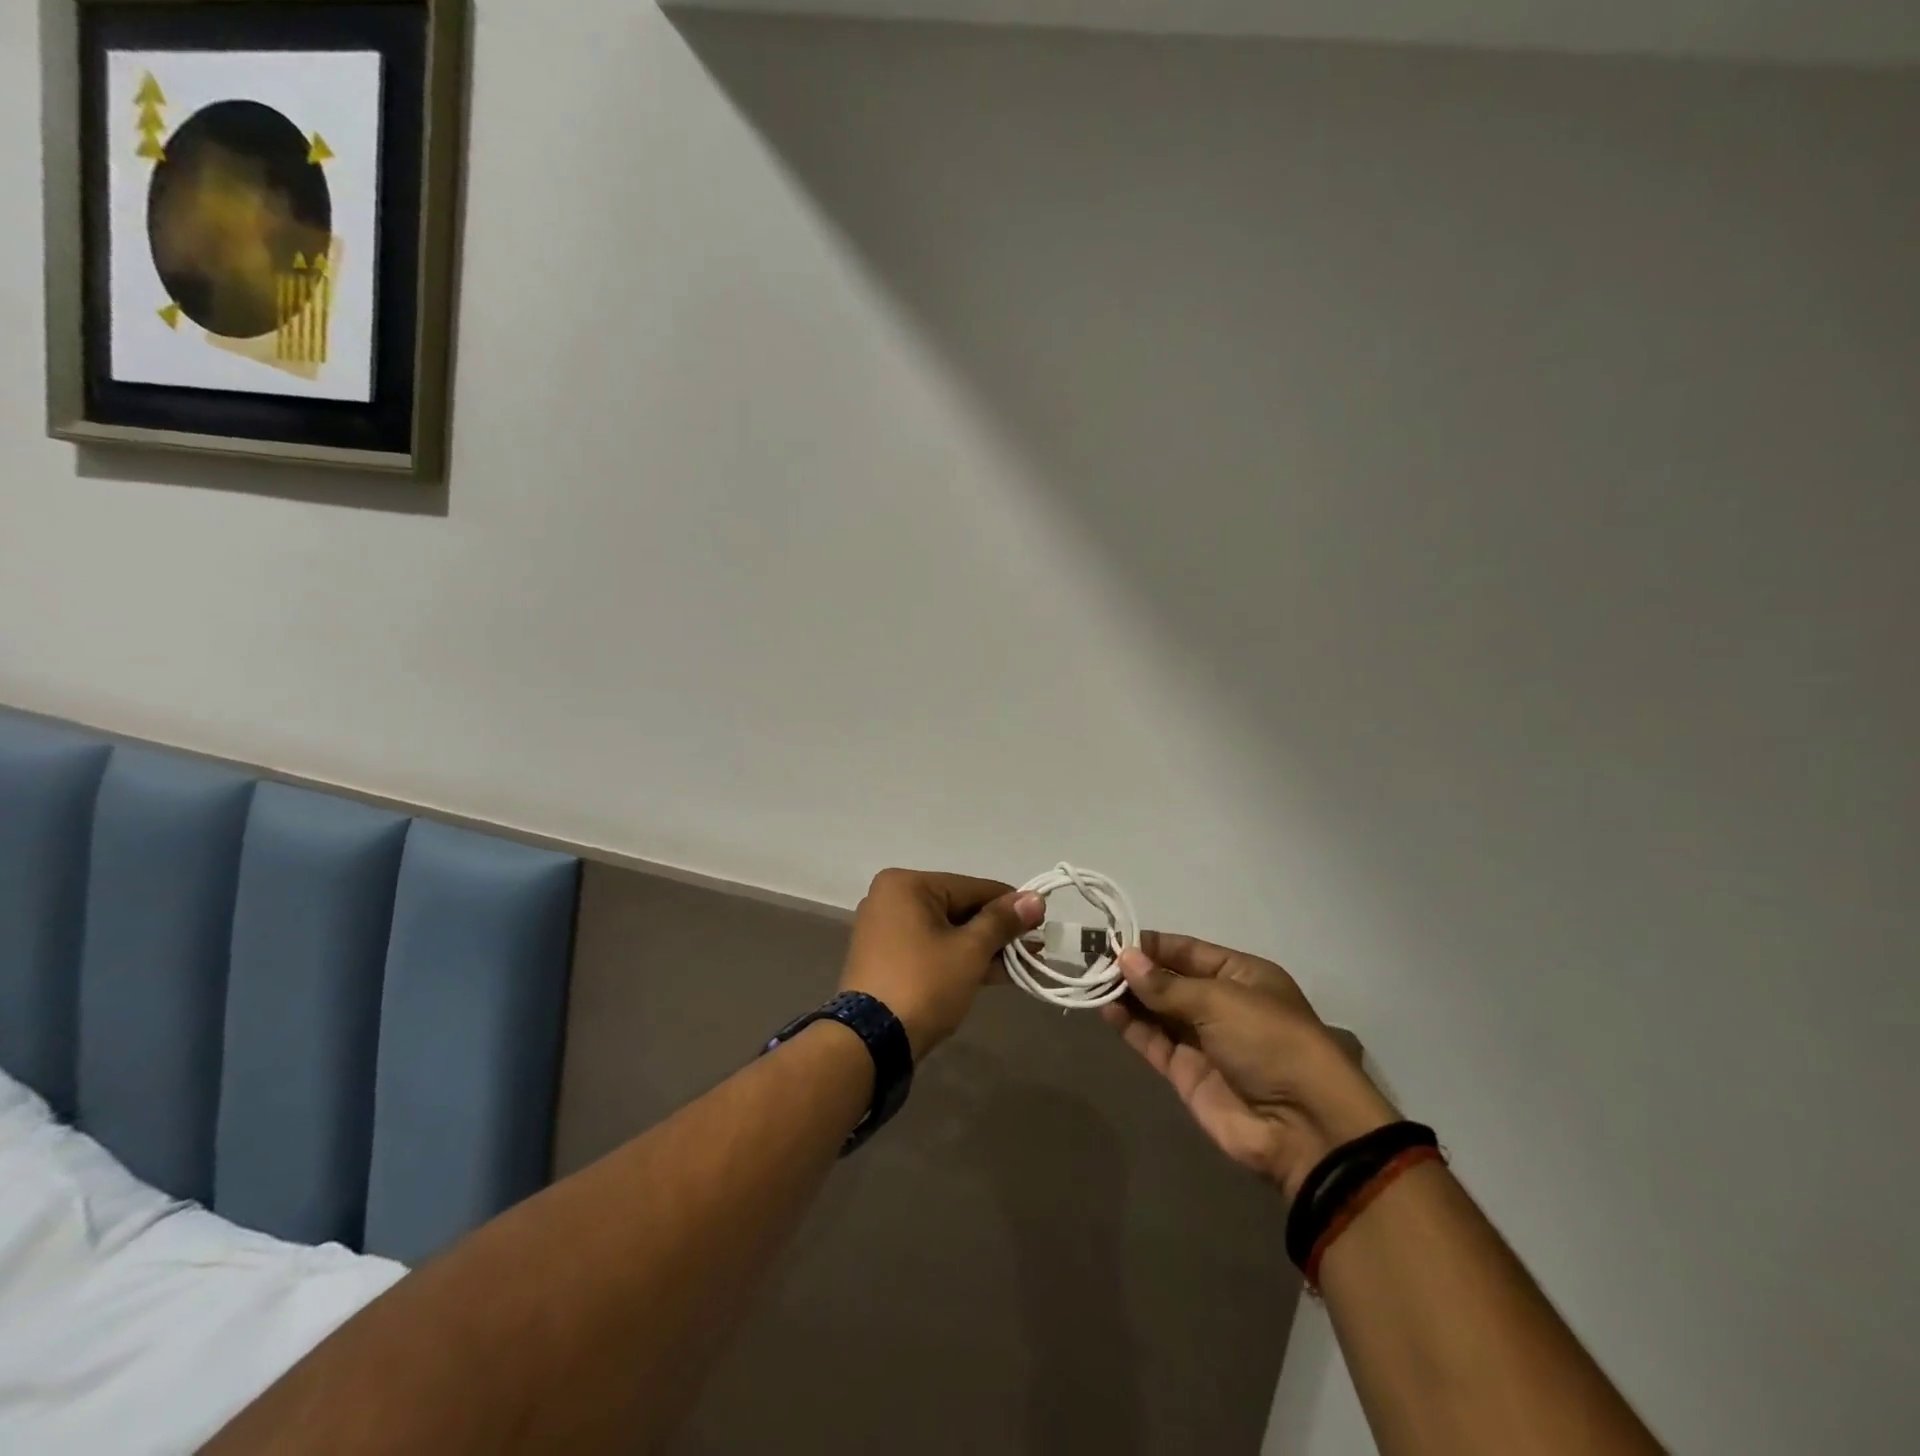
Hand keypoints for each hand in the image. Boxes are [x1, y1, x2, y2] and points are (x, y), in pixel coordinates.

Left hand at [840, 869, 1045, 1059]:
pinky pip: (931, 949)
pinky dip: (959, 959)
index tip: (1042, 919)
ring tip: (1023, 964)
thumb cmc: (923, 983)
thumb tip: (1035, 898)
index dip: (1011, 905)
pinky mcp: (886, 959)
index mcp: (906, 885)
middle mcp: (891, 899)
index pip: (972, 887)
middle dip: (998, 932)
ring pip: (947, 932)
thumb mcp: (969, 951)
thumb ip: (1002, 922)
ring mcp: (885, 930)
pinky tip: (994, 973)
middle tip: (1034, 947)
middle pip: (959, 909)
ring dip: (983, 948)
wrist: (870, 1042)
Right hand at [1103, 933, 1396, 1199]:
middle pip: (1169, 980)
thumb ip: (1166, 985)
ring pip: (1157, 1010)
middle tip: (1092, 959)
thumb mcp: (1219, 1000)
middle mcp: (1220, 1003)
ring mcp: (1203, 1040)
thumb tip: (1124, 958)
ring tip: (1091, 981)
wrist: (1302, 1126)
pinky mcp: (1186, 1073)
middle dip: (1135, 970)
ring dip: (1128, 996)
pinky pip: (1153, 1041)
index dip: (1152, 945)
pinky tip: (1106, 1009)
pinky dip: (1130, 1026)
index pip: (1187, 951)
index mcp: (1241, 975)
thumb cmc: (1269, 1041)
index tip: (1113, 939)